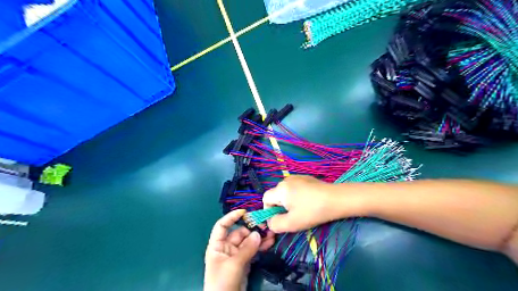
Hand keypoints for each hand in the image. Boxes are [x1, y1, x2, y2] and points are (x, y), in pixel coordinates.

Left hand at [203, 209, 277, 290]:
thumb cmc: (222, 282)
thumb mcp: (234, 264)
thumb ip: (247, 248)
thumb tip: (258, 234)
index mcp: (217, 245)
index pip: (222, 226)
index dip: (232, 217)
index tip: (245, 212)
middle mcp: (226, 247)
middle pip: (240, 233)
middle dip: (252, 229)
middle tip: (266, 226)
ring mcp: (236, 255)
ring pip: (248, 242)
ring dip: (259, 237)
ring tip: (272, 233)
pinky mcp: (244, 262)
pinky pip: (253, 250)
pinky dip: (261, 246)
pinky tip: (270, 242)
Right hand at [263, 175, 340, 231]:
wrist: (336, 199)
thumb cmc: (312, 211)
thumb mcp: (291, 223)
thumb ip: (275, 224)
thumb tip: (270, 221)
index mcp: (280, 189)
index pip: (265, 198)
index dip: (268, 210)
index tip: (280, 219)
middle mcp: (286, 180)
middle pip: (276, 195)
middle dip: (280, 207)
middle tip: (292, 216)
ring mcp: (297, 177)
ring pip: (286, 192)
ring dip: (289, 202)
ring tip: (302, 210)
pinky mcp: (306, 178)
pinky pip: (295, 188)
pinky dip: (297, 196)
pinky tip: (309, 202)